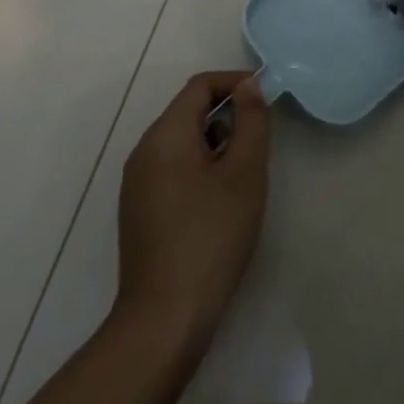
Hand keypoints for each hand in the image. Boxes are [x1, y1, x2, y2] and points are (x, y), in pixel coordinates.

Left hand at [116, 71, 270, 347]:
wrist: (164, 321)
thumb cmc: (211, 237)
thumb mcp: (244, 173)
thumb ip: (251, 121)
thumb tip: (248, 86)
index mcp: (165, 135)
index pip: (200, 86)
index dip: (235, 83)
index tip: (266, 100)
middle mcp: (144, 151)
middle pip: (188, 112)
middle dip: (227, 116)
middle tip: (259, 143)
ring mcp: (136, 184)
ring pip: (181, 142)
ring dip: (215, 144)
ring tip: (243, 175)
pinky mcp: (139, 211)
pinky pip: (172, 169)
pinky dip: (199, 168)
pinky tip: (219, 203)